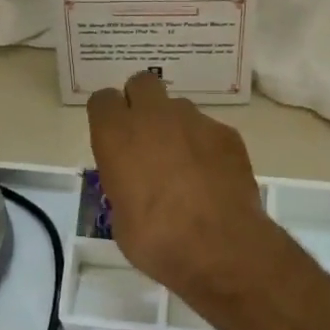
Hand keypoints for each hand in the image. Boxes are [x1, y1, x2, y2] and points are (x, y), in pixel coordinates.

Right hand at [86, 72, 270, 294]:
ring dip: (175, 126)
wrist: (218, 246)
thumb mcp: (120, 218)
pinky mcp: (227, 134)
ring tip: (184, 164)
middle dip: (141, 102)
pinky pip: (209, 130)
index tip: (112, 137)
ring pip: (178, 106)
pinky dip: (206, 146)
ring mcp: (195, 121)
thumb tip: (135, 187)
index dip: (107, 116)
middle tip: (145, 137)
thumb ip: (123, 186)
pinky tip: (212, 177)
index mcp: (116, 135)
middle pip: (141, 83)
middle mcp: (153, 116)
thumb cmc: (155, 238)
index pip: (102, 100)